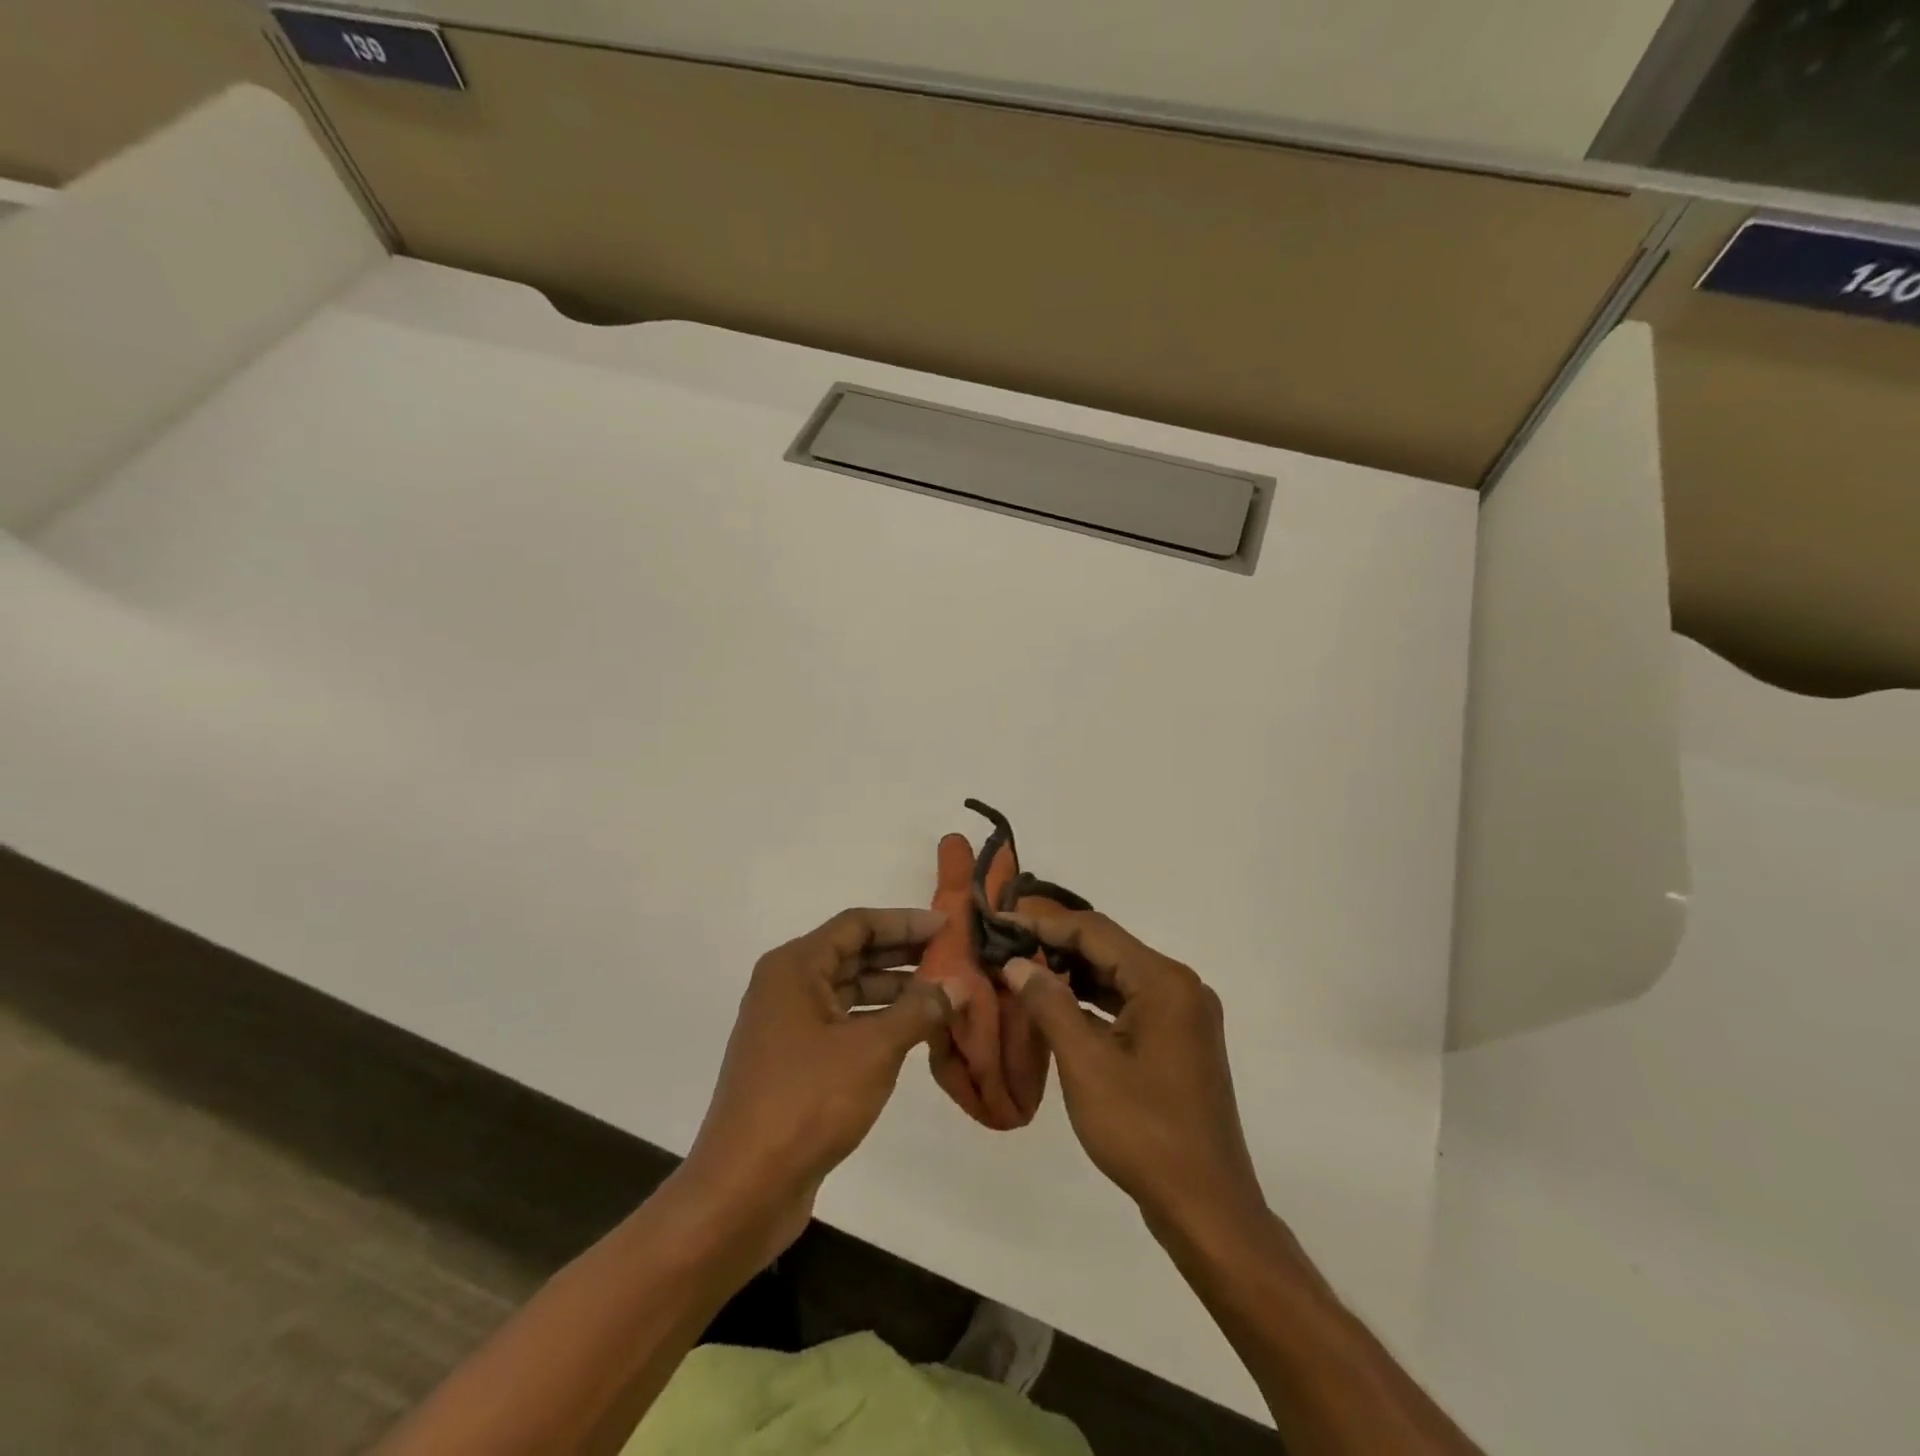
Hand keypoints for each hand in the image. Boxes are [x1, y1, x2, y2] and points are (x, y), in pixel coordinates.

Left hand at [679, 907, 964, 1263]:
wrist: (744, 1190)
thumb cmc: (807, 1103)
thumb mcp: (873, 1050)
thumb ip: (920, 1010)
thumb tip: (960, 983)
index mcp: (795, 967)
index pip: (857, 924)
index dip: (904, 921)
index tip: (948, 926)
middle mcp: (787, 987)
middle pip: (853, 954)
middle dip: (903, 953)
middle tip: (953, 956)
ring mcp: (788, 1026)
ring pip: (850, 991)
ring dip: (894, 989)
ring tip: (944, 993)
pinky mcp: (794, 1063)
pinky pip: (844, 1024)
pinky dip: (878, 1022)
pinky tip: (915, 1032)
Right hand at [1003, 910, 1266, 1241]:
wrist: (1206, 1207)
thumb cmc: (1143, 1131)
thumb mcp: (1085, 1064)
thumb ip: (1049, 1004)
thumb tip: (1016, 963)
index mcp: (1164, 981)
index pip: (1094, 931)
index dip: (1043, 924)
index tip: (1000, 924)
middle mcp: (1181, 986)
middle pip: (1109, 950)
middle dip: (1056, 947)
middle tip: (1006, 948)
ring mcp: (1184, 1015)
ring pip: (1118, 977)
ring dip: (1073, 975)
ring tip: (1022, 973)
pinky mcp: (1180, 1041)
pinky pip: (1130, 1004)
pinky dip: (1094, 1002)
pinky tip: (1059, 1008)